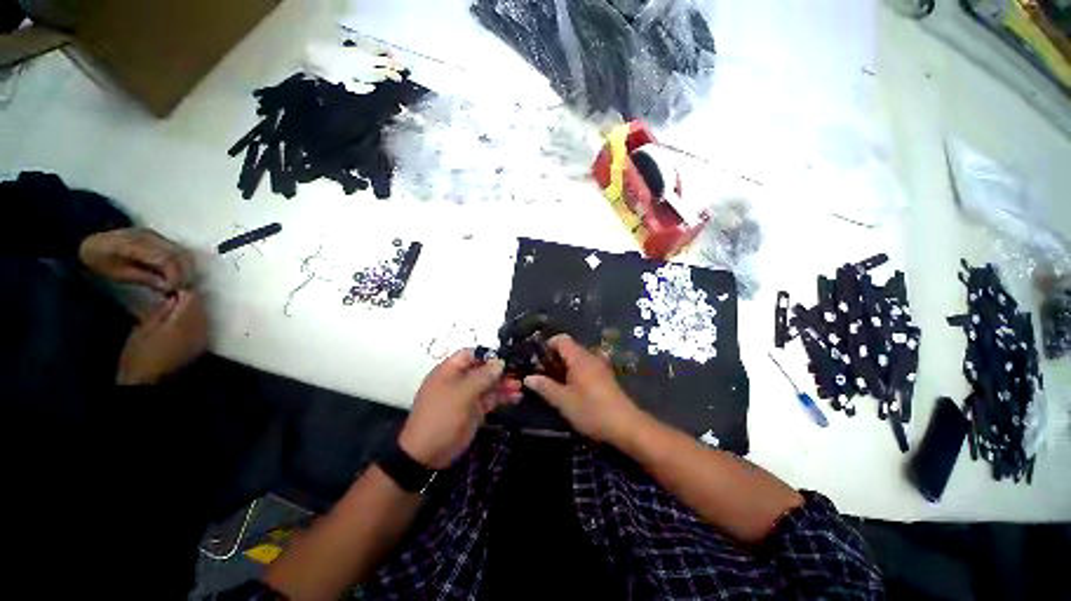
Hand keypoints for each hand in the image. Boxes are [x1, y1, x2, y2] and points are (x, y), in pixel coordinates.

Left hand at [79, 228, 195, 292]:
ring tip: (179, 285)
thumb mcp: (114, 272)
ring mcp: (157, 236)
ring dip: (187, 270)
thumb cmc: (98, 259)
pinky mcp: (160, 239)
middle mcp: (151, 236)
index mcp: (136, 243)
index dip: (175, 276)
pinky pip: (179, 252)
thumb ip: (141, 277)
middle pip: (181, 255)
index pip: (167, 259)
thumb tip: (167, 287)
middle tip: (181, 291)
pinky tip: (174, 276)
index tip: (173, 291)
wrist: (87, 239)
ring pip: (184, 253)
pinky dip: (182, 265)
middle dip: (186, 274)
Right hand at [117, 290, 208, 385]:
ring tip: (175, 309)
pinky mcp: (201, 347)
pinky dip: (195, 321)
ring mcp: (203, 338)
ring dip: (193, 310)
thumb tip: (173, 296)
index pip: (192, 297)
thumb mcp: (143, 328)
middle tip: (172, 297)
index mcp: (185, 322)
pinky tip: (181, 323)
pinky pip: (203, 327)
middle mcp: (200, 328)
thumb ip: (161, 310)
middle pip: (201, 306)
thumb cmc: (139, 355)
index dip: (182, 290)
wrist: (147, 383)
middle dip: (189, 300)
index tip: (170, 288)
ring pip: (204, 316)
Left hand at [399, 350, 520, 469]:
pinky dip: (503, 397)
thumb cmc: (441, 416)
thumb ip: (483, 376)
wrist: (427, 454)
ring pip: (489, 385)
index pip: (470, 354)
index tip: (505, 358)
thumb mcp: (462, 393)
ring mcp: (467, 396)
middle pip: (482, 369)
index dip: (487, 354)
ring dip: (504, 384)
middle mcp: (459, 380)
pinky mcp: (474, 410)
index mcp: (449, 371)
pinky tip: (516, 397)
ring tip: (520, 386)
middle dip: (500, 371)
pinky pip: (491, 399)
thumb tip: (500, 362)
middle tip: (518, 373)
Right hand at [524, 334, 644, 444]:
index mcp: (579, 358)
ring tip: (553, 384)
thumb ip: (545, 387)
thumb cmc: (592, 410)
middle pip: (568, 348)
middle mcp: (590, 357)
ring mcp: (599, 367)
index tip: (536, 360)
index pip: (561, 339)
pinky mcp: (605, 377)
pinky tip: (570, 390)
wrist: (626, 426)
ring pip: (577, 359)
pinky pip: (585, 368)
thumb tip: (528, 378)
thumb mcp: (563, 401)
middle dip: (553, 359)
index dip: (547, 345)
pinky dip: (574, 373)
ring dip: (563, 367)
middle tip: (541, 375)